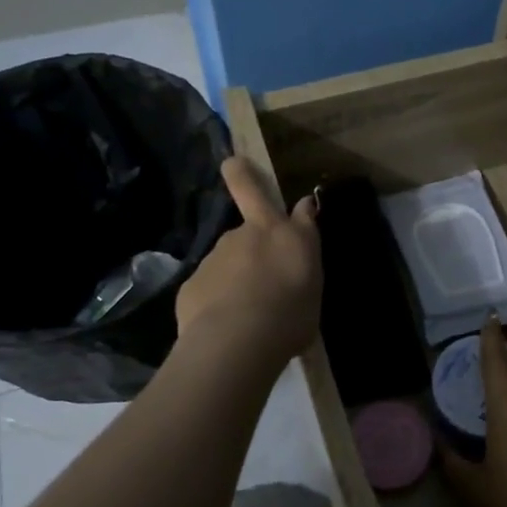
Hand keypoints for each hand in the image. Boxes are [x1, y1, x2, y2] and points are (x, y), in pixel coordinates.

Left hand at [175, 156, 321, 368]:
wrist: (237, 340)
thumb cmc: (289, 320)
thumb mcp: (311, 294)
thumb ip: (302, 266)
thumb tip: (298, 250)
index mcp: (291, 239)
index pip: (302, 210)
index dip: (302, 206)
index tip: (303, 205)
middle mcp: (253, 233)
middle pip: (248, 192)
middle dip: (240, 175)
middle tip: (234, 166)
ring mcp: (219, 252)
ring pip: (228, 252)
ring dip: (234, 268)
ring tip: (242, 307)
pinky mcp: (194, 278)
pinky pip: (210, 284)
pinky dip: (215, 297)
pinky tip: (221, 323)